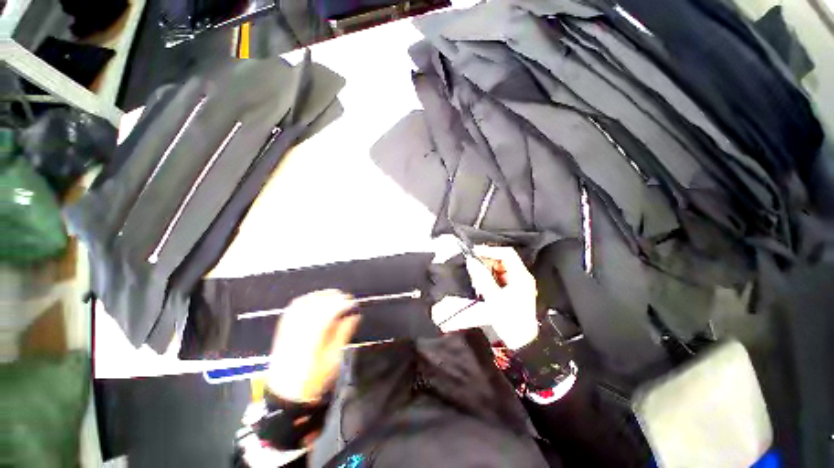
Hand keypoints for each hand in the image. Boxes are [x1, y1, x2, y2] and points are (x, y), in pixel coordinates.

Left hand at [266, 290, 359, 402]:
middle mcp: (298, 330)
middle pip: (316, 305)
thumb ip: (343, 334)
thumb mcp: (333, 360)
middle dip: (333, 297)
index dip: (342, 304)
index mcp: (312, 338)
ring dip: (320, 295)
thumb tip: (354, 316)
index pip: (328, 312)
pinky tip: (314, 298)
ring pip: (304, 303)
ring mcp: (288, 328)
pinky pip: (293, 308)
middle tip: (346, 297)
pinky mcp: (283, 329)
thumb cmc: (313, 380)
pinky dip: (306, 299)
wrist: (285, 394)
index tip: (353, 302)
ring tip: (333, 294)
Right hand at [466, 245, 537, 349]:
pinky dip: (489, 279)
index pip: (506, 253)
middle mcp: (520, 277)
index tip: (475, 252)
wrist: (521, 342)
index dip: (490, 250)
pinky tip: (482, 286)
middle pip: (502, 260)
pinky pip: (499, 278)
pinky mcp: (513, 291)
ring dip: (486, 271)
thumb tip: (471, 261)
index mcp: (520, 276)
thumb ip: (482, 277)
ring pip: (499, 269)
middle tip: (473, 267)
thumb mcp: (493, 297)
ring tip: (476, 279)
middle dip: (486, 262)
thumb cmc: (509, 319)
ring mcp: (517, 284)